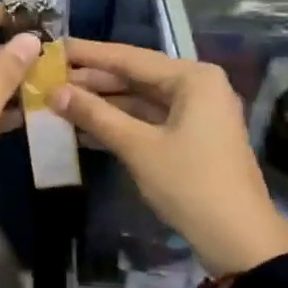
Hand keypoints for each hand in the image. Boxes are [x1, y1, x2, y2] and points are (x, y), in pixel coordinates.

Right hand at [52, 40, 287, 278]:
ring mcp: (196, 113)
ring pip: (139, 99)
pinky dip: (119, 123)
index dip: (88, 54)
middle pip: (135, 76)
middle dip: (92, 80)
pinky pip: (148, 120)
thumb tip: (54, 92)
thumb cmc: (190, 184)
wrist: (238, 239)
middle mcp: (197, 86)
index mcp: (192, 78)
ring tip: (58, 102)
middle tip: (48, 78)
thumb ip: (95, 115)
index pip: (129, 57)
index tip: (53, 48)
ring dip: (102, 103)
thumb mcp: (138, 147)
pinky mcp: (191, 137)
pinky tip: (83, 128)